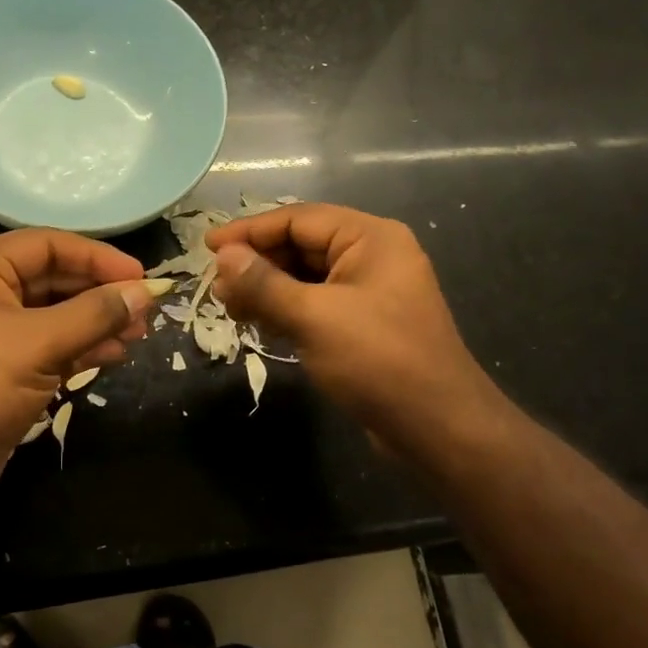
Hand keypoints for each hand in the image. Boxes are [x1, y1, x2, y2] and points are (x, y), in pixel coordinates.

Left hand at [0, 230, 170, 512]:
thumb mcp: (40, 344)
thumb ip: (96, 314)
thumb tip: (145, 292)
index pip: (46, 245)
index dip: (95, 256)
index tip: (138, 275)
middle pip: (52, 279)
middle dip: (99, 292)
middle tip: (144, 308)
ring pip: (54, 316)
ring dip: (96, 322)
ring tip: (138, 334)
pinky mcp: (2, 372)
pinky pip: (48, 347)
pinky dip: (81, 348)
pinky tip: (113, 355)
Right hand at [206, 203, 514, 466]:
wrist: (439, 428)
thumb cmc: (379, 361)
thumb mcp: (314, 318)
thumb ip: (265, 284)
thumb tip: (224, 256)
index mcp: (370, 238)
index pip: (298, 219)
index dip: (249, 231)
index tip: (208, 247)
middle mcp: (372, 256)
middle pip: (301, 245)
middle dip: (257, 264)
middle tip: (216, 287)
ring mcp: (370, 291)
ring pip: (306, 277)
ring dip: (267, 289)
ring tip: (228, 307)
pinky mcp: (364, 324)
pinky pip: (316, 303)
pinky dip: (286, 309)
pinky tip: (258, 323)